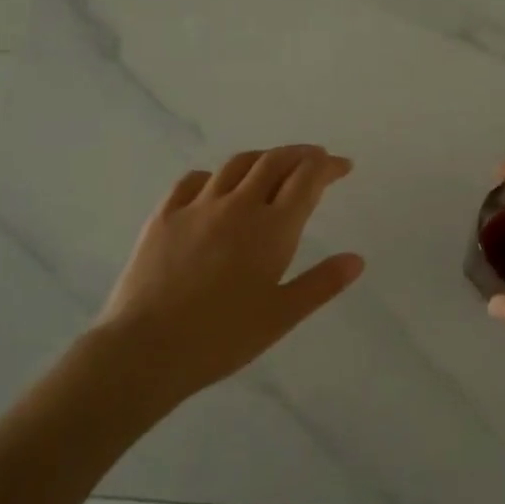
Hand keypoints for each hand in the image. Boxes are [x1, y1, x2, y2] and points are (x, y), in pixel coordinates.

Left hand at [94, 146, 365, 404]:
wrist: (148, 348)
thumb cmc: (223, 338)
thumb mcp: (282, 316)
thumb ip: (322, 284)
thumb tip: (356, 259)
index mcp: (272, 228)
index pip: (307, 179)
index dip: (328, 166)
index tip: (342, 166)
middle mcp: (237, 205)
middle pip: (274, 162)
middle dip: (300, 155)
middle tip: (315, 158)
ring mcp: (197, 206)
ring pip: (236, 165)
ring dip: (262, 158)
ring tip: (273, 165)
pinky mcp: (164, 215)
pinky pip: (193, 180)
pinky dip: (215, 175)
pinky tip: (216, 185)